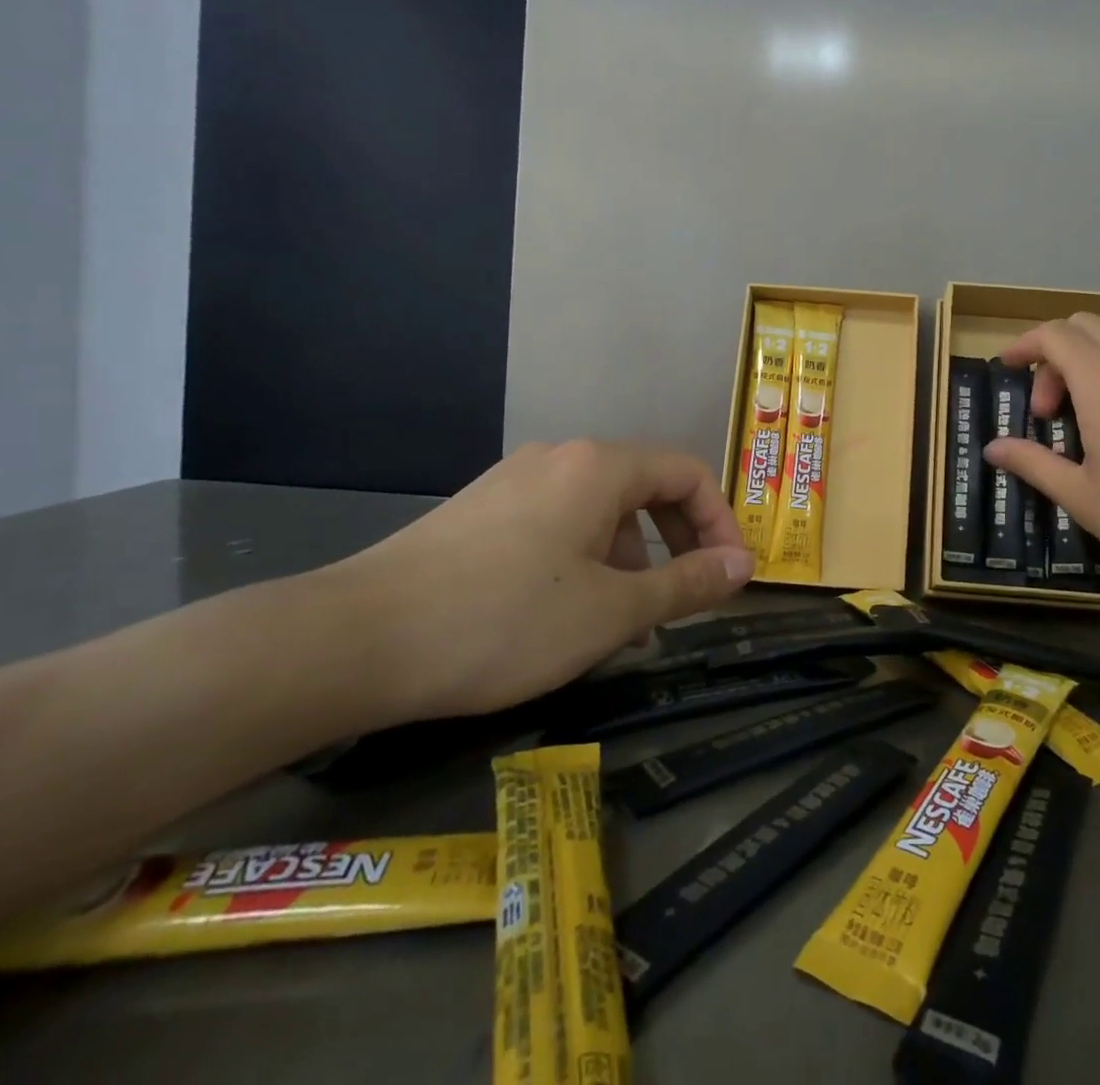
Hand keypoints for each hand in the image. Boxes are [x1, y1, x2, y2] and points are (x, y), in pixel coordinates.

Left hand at [328, 440, 754, 721]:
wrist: (356, 640)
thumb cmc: (505, 619)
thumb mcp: (612, 610)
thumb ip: (687, 584)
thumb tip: (744, 565)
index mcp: (599, 466)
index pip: (688, 473)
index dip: (720, 522)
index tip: (727, 578)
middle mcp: (559, 458)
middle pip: (645, 485)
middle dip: (677, 541)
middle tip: (684, 599)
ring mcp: (514, 481)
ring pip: (600, 509)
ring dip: (631, 557)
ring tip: (623, 622)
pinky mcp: (481, 511)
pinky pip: (558, 523)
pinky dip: (586, 559)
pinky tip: (566, 613)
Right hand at [983, 314, 1099, 601]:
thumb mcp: (1081, 497)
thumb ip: (1032, 462)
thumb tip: (994, 448)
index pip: (1053, 335)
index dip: (1023, 345)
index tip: (1008, 368)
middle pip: (1086, 327)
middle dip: (1056, 357)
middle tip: (1052, 411)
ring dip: (1095, 366)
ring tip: (1097, 420)